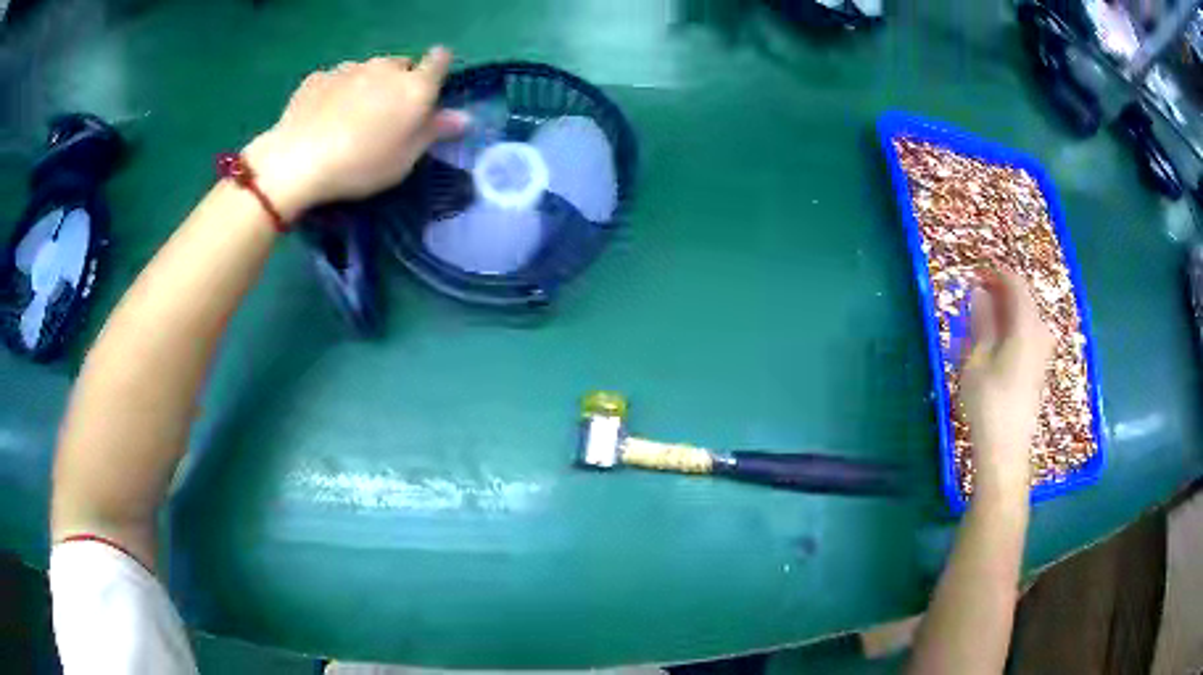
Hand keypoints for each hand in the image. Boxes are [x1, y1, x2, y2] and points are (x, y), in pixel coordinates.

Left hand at [244, 47, 467, 219]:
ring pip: (367, 70)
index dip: (437, 69)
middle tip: (384, 115)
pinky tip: (323, 118)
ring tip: (349, 119)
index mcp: (415, 86)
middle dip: (398, 82)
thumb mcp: (405, 159)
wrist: (297, 161)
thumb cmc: (361, 164)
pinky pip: (336, 79)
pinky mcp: (318, 77)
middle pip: (401, 65)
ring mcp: (349, 68)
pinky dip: (336, 92)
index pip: (440, 59)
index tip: (428, 89)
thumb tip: (464, 118)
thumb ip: (434, 132)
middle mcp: (385, 68)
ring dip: (366, 86)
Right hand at [959, 270, 1055, 503]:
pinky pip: (1029, 334)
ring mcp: (1044, 352)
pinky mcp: (1040, 368)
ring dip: (1006, 312)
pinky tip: (996, 343)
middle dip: (1000, 293)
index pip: (1016, 284)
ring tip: (982, 321)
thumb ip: (981, 322)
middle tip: (975, 299)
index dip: (996, 274)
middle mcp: (1041, 333)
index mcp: (1027, 326)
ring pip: (1026, 317)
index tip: (974, 276)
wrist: (1006, 451)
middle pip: (1024, 299)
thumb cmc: (988, 404)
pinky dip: (1013, 328)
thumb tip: (980, 293)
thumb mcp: (977, 360)